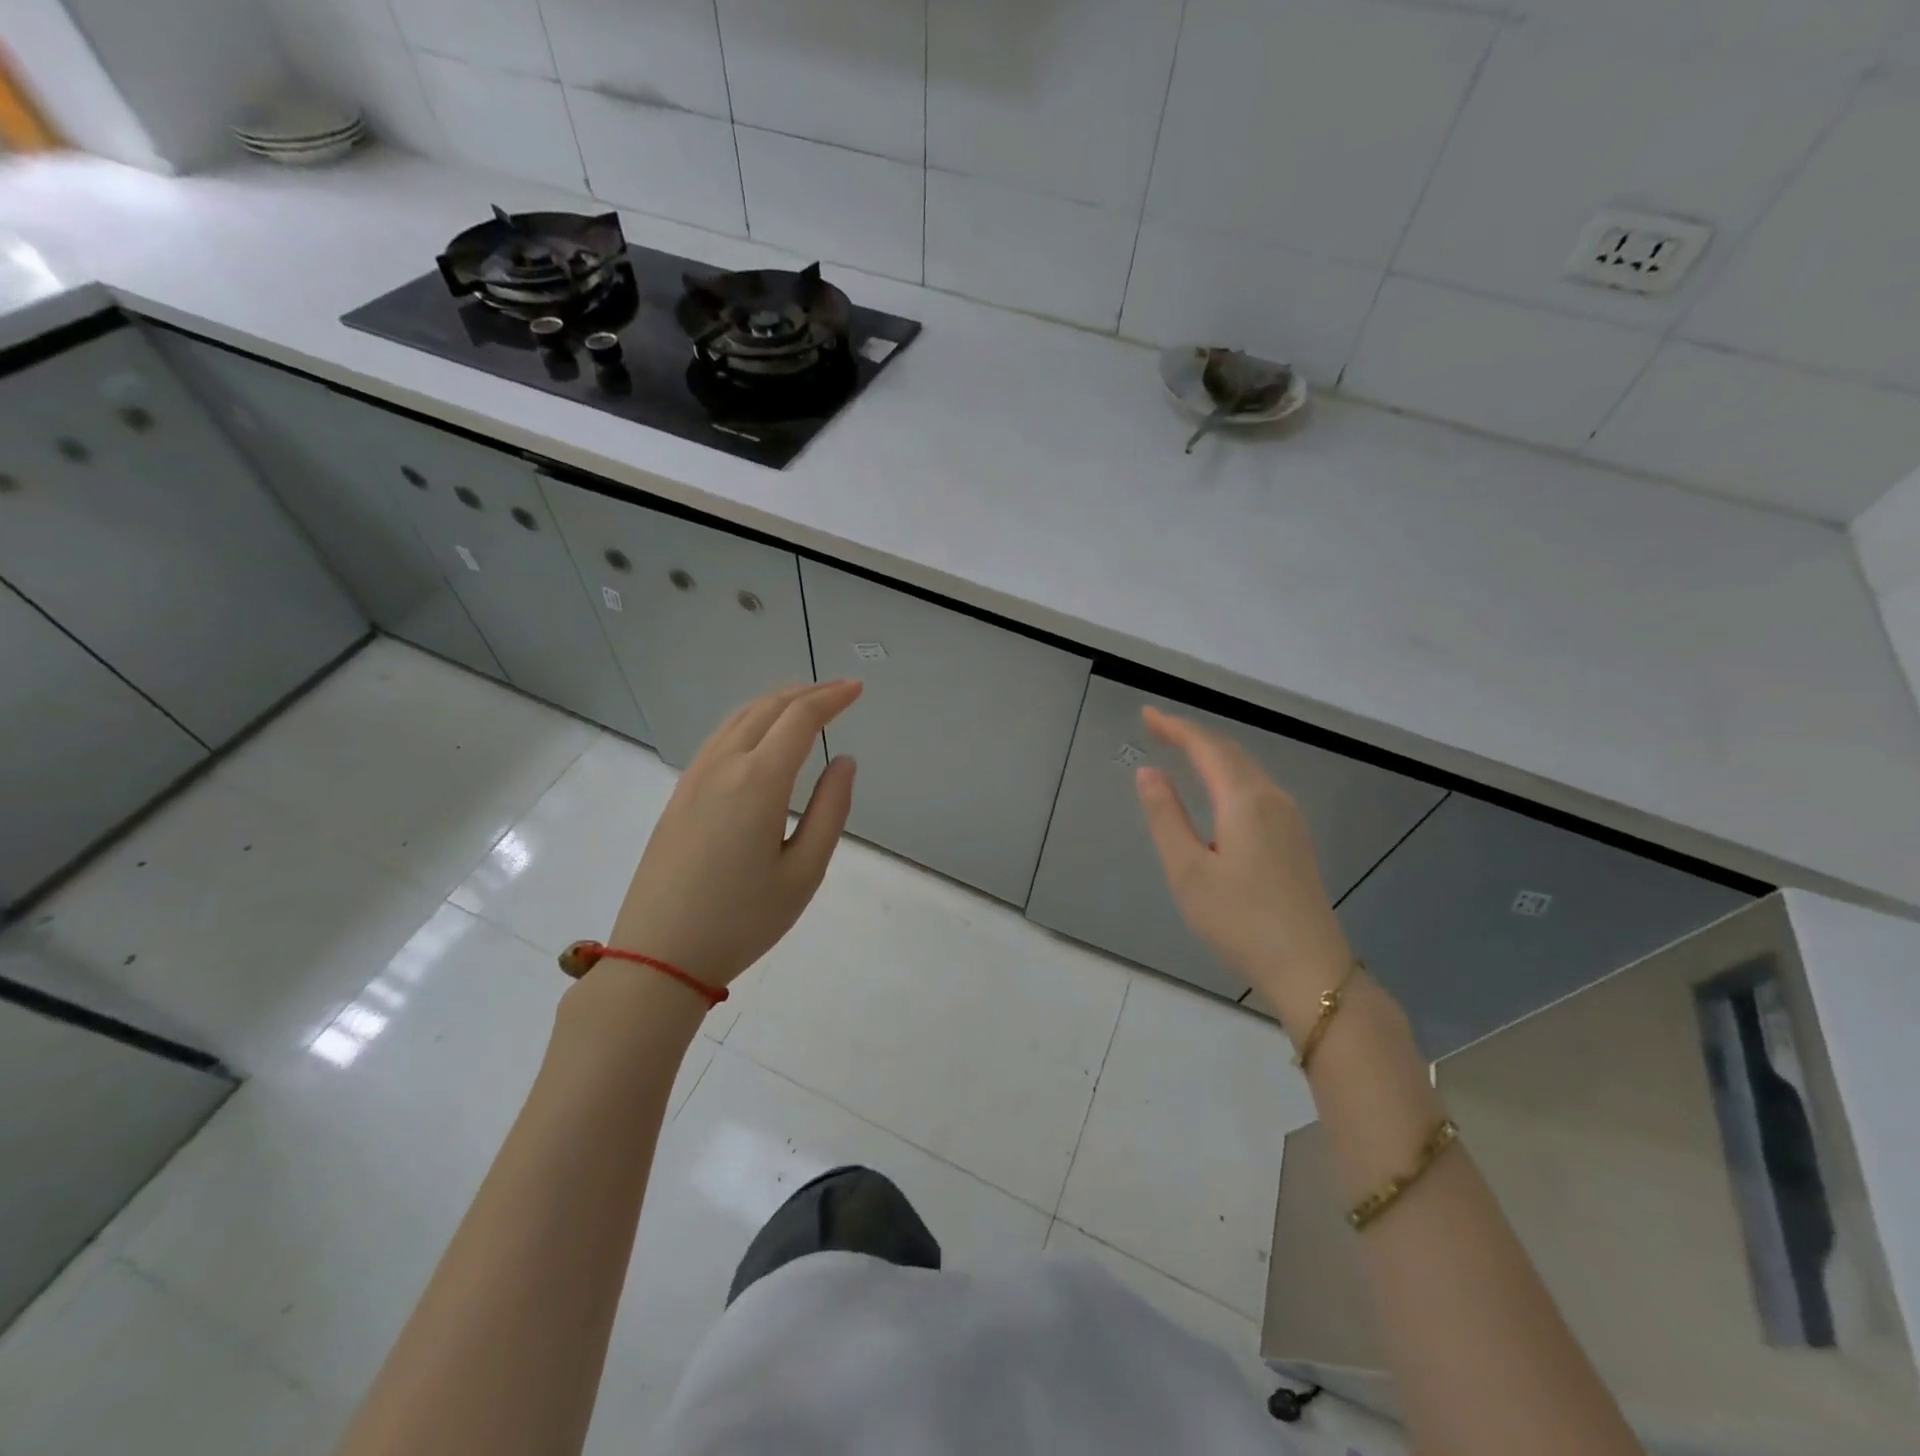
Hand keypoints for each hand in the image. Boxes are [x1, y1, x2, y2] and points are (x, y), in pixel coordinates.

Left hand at [605, 681, 861, 989]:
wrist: (658, 955)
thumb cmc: (742, 920)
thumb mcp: (804, 872)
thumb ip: (830, 810)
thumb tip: (844, 762)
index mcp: (758, 781)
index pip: (800, 719)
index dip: (832, 698)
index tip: (857, 689)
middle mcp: (723, 766)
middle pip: (767, 709)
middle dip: (806, 693)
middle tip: (839, 691)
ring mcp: (694, 778)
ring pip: (738, 719)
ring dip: (775, 703)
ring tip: (804, 704)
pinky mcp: (679, 795)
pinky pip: (719, 739)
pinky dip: (749, 721)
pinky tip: (760, 737)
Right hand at [1134, 706, 1354, 1031]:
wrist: (1310, 969)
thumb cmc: (1240, 921)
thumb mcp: (1188, 871)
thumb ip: (1166, 817)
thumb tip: (1148, 772)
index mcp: (1245, 801)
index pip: (1207, 748)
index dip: (1175, 728)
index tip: (1146, 714)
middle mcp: (1272, 799)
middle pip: (1230, 752)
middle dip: (1193, 736)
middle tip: (1157, 728)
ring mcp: (1289, 819)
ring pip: (1246, 770)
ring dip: (1213, 753)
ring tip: (1181, 750)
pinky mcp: (1295, 839)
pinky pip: (1256, 788)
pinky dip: (1229, 774)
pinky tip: (1217, 789)